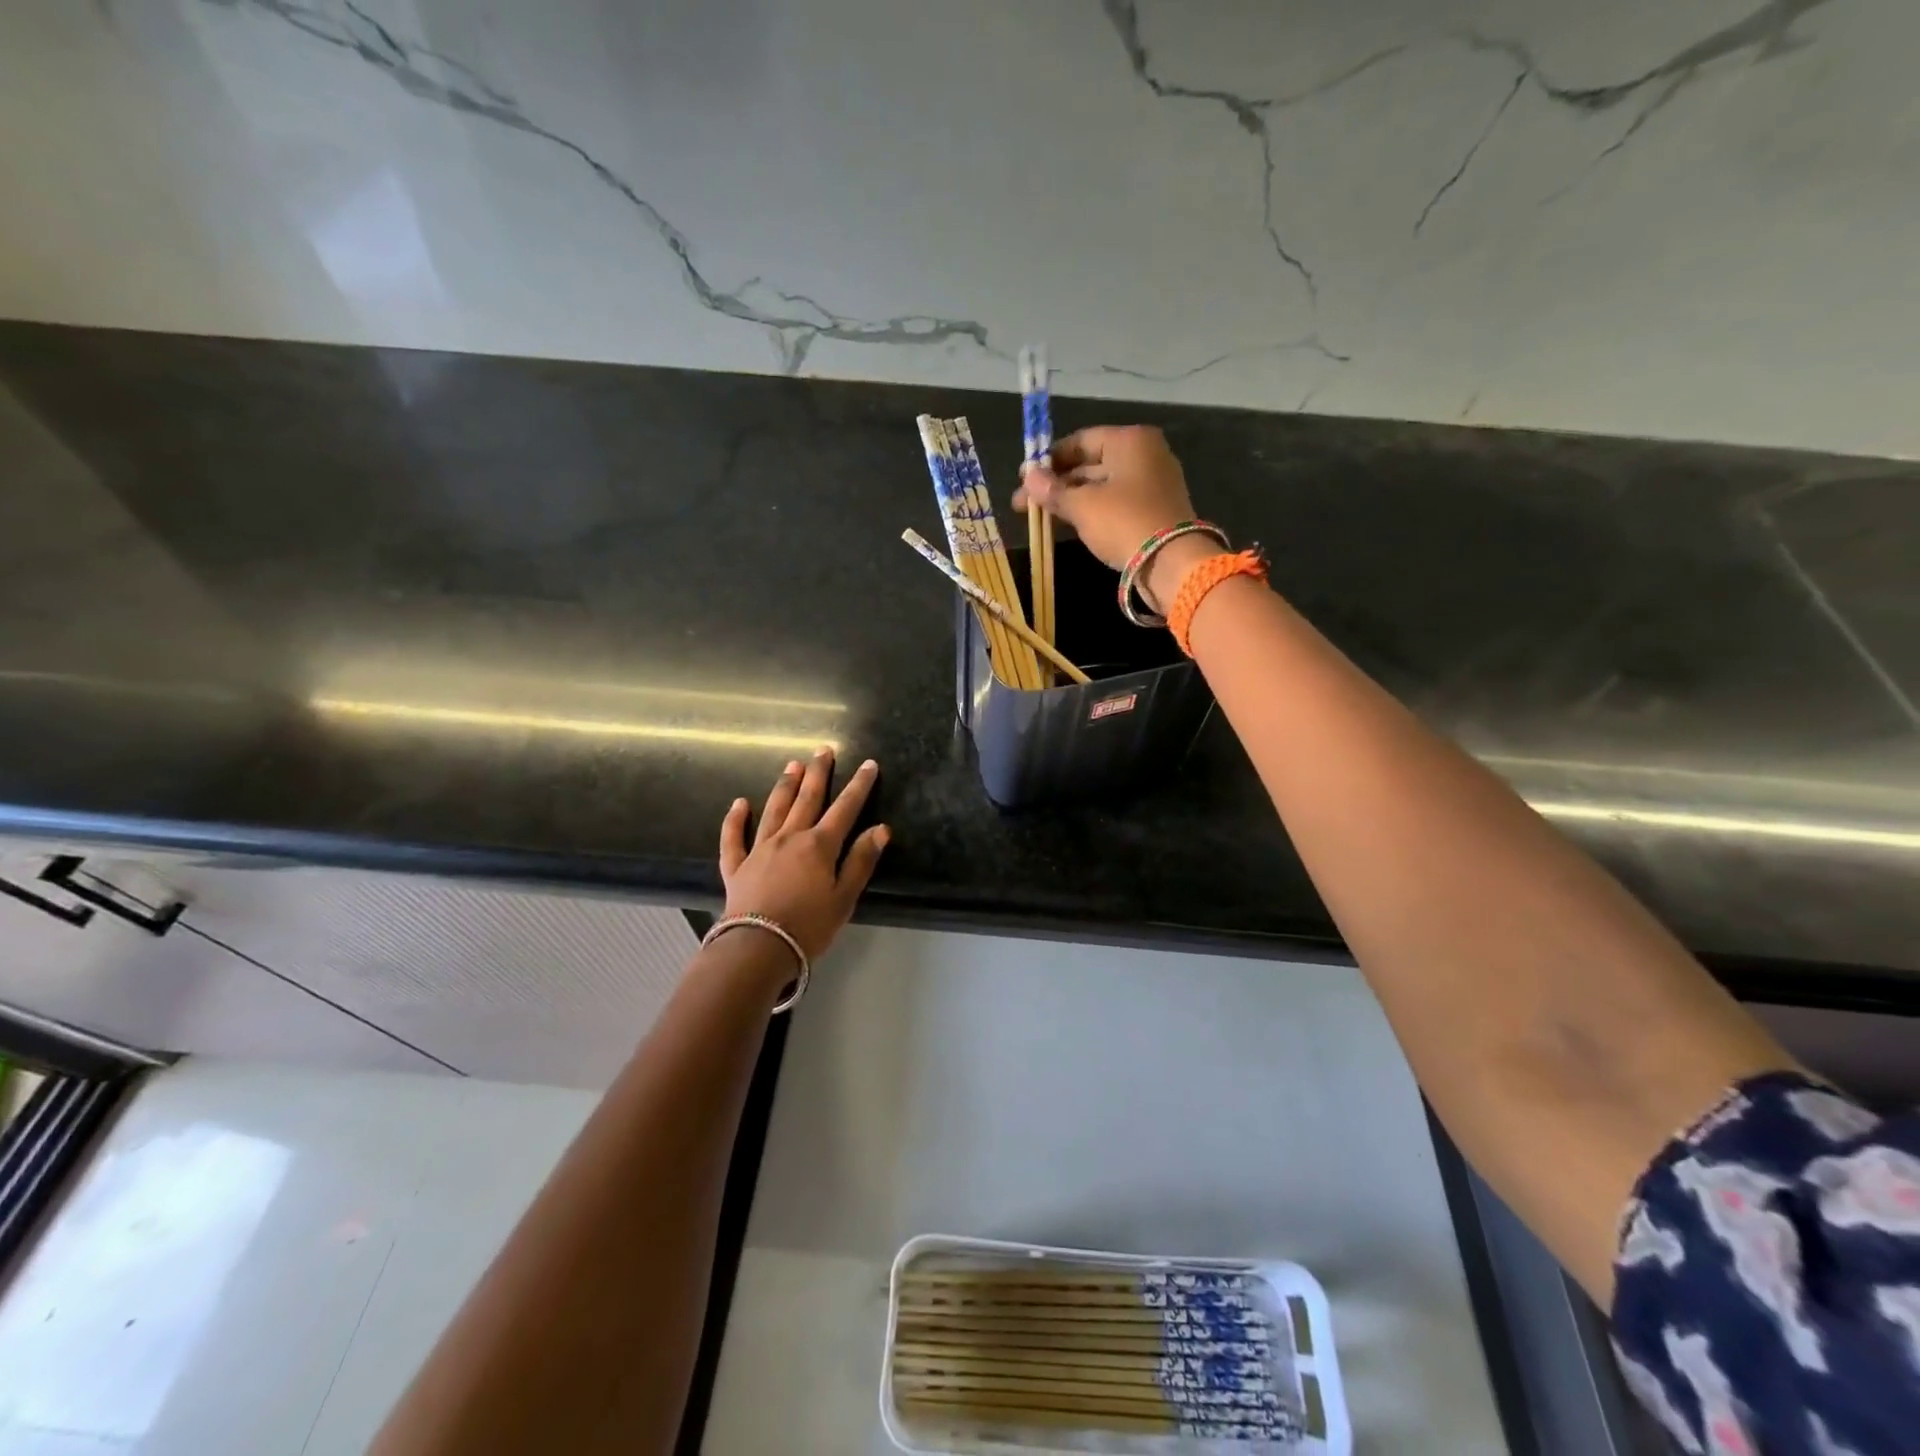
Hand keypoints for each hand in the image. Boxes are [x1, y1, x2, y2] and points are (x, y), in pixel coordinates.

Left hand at [718, 748, 888, 960]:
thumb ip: (861, 861)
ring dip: (785, 786)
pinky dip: (735, 819)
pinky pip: (734, 838)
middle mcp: (790, 838)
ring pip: (774, 809)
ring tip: (793, 765)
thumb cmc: (809, 926)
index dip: (859, 785)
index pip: (845, 808)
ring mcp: (760, 849)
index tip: (869, 764)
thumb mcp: (845, 897)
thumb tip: (880, 828)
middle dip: (818, 773)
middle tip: (823, 750)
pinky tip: (739, 804)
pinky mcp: (736, 866)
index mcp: (819, 845)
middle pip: (807, 799)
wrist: (757, 948)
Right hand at [1013, 426, 1222, 608]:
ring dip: (1070, 499)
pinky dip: (1091, 510)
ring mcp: (1152, 482)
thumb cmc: (1123, 522)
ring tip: (1040, 517)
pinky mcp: (1154, 509)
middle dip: (1056, 484)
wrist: (1171, 562)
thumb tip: (1028, 478)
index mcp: (1129, 440)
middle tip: (1024, 504)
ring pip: (1101, 485)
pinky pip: (1114, 502)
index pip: (1079, 441)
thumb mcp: (1082, 506)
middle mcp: (1144, 454)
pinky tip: (1067, 523)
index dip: (1048, 460)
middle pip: (1089, 464)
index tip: (1023, 479)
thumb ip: (1053, 490)